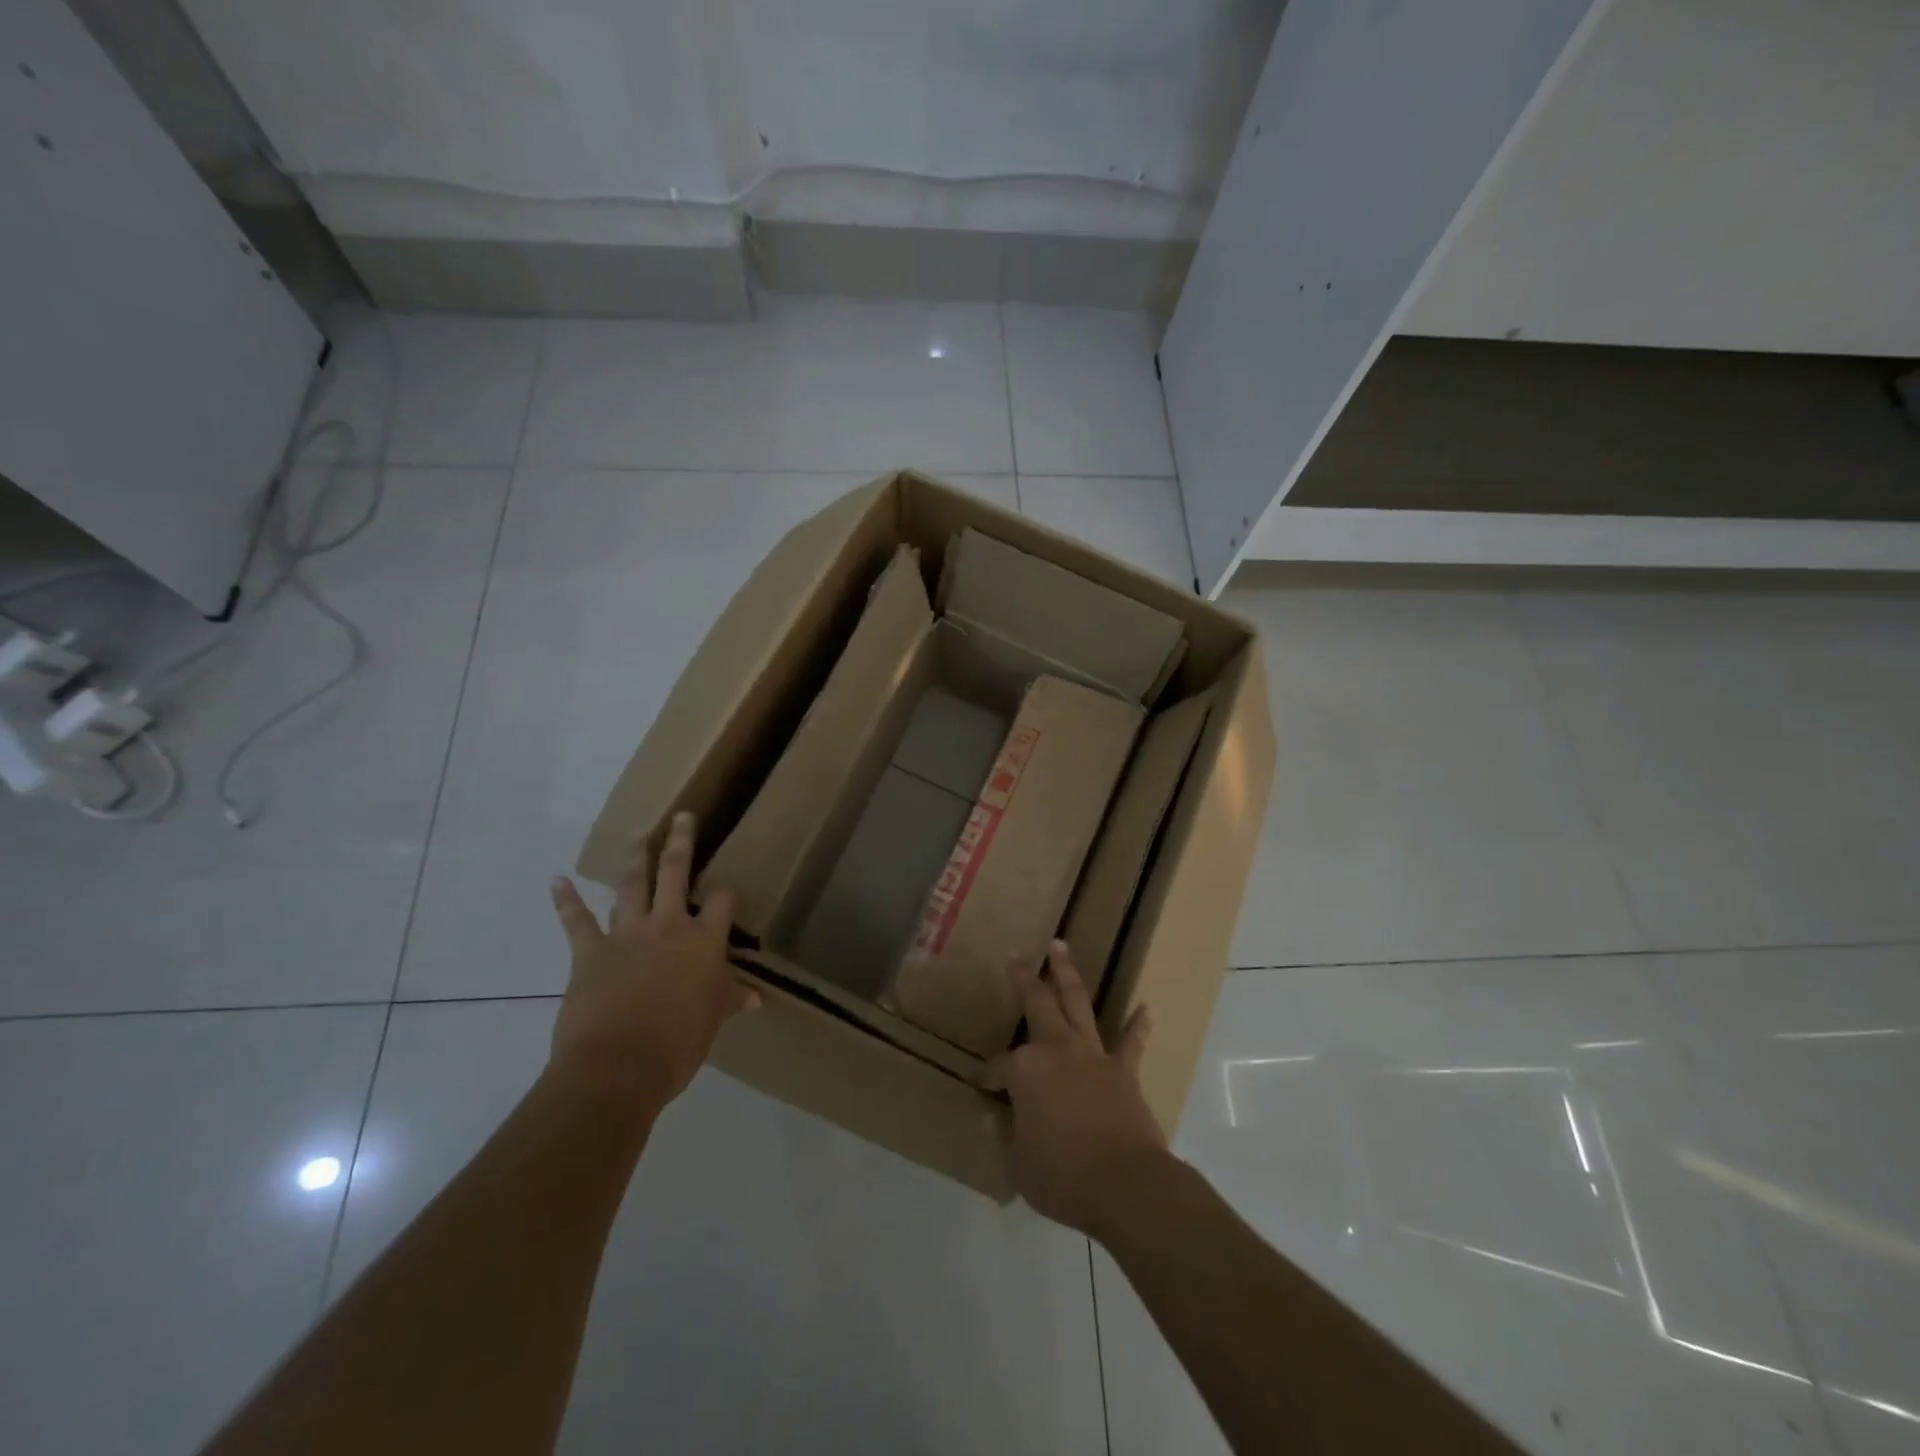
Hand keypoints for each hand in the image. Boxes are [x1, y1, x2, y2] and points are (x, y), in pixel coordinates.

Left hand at [548, 811, 758, 1107]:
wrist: (618, 1067)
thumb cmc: (678, 1045)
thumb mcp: (713, 1022)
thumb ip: (730, 1001)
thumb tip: (757, 999)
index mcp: (703, 942)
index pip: (722, 902)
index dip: (726, 894)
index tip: (726, 893)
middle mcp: (668, 926)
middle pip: (676, 872)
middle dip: (681, 842)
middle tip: (682, 817)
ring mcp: (626, 934)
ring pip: (631, 886)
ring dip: (634, 859)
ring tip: (638, 835)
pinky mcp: (590, 952)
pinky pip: (576, 921)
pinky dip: (565, 900)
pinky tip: (557, 880)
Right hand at [987, 940, 1169, 1238]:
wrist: (1125, 1185)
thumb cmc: (1062, 1176)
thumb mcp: (1019, 1163)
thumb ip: (1007, 1136)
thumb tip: (995, 1120)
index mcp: (1025, 1069)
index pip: (997, 1068)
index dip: (988, 1079)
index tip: (982, 1089)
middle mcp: (1056, 1049)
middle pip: (1037, 1003)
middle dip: (1024, 978)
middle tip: (1016, 956)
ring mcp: (1092, 1055)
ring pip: (1077, 1003)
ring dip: (1067, 974)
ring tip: (1061, 946)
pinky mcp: (1124, 1071)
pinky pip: (1131, 1042)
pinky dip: (1138, 1025)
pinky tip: (1147, 1008)